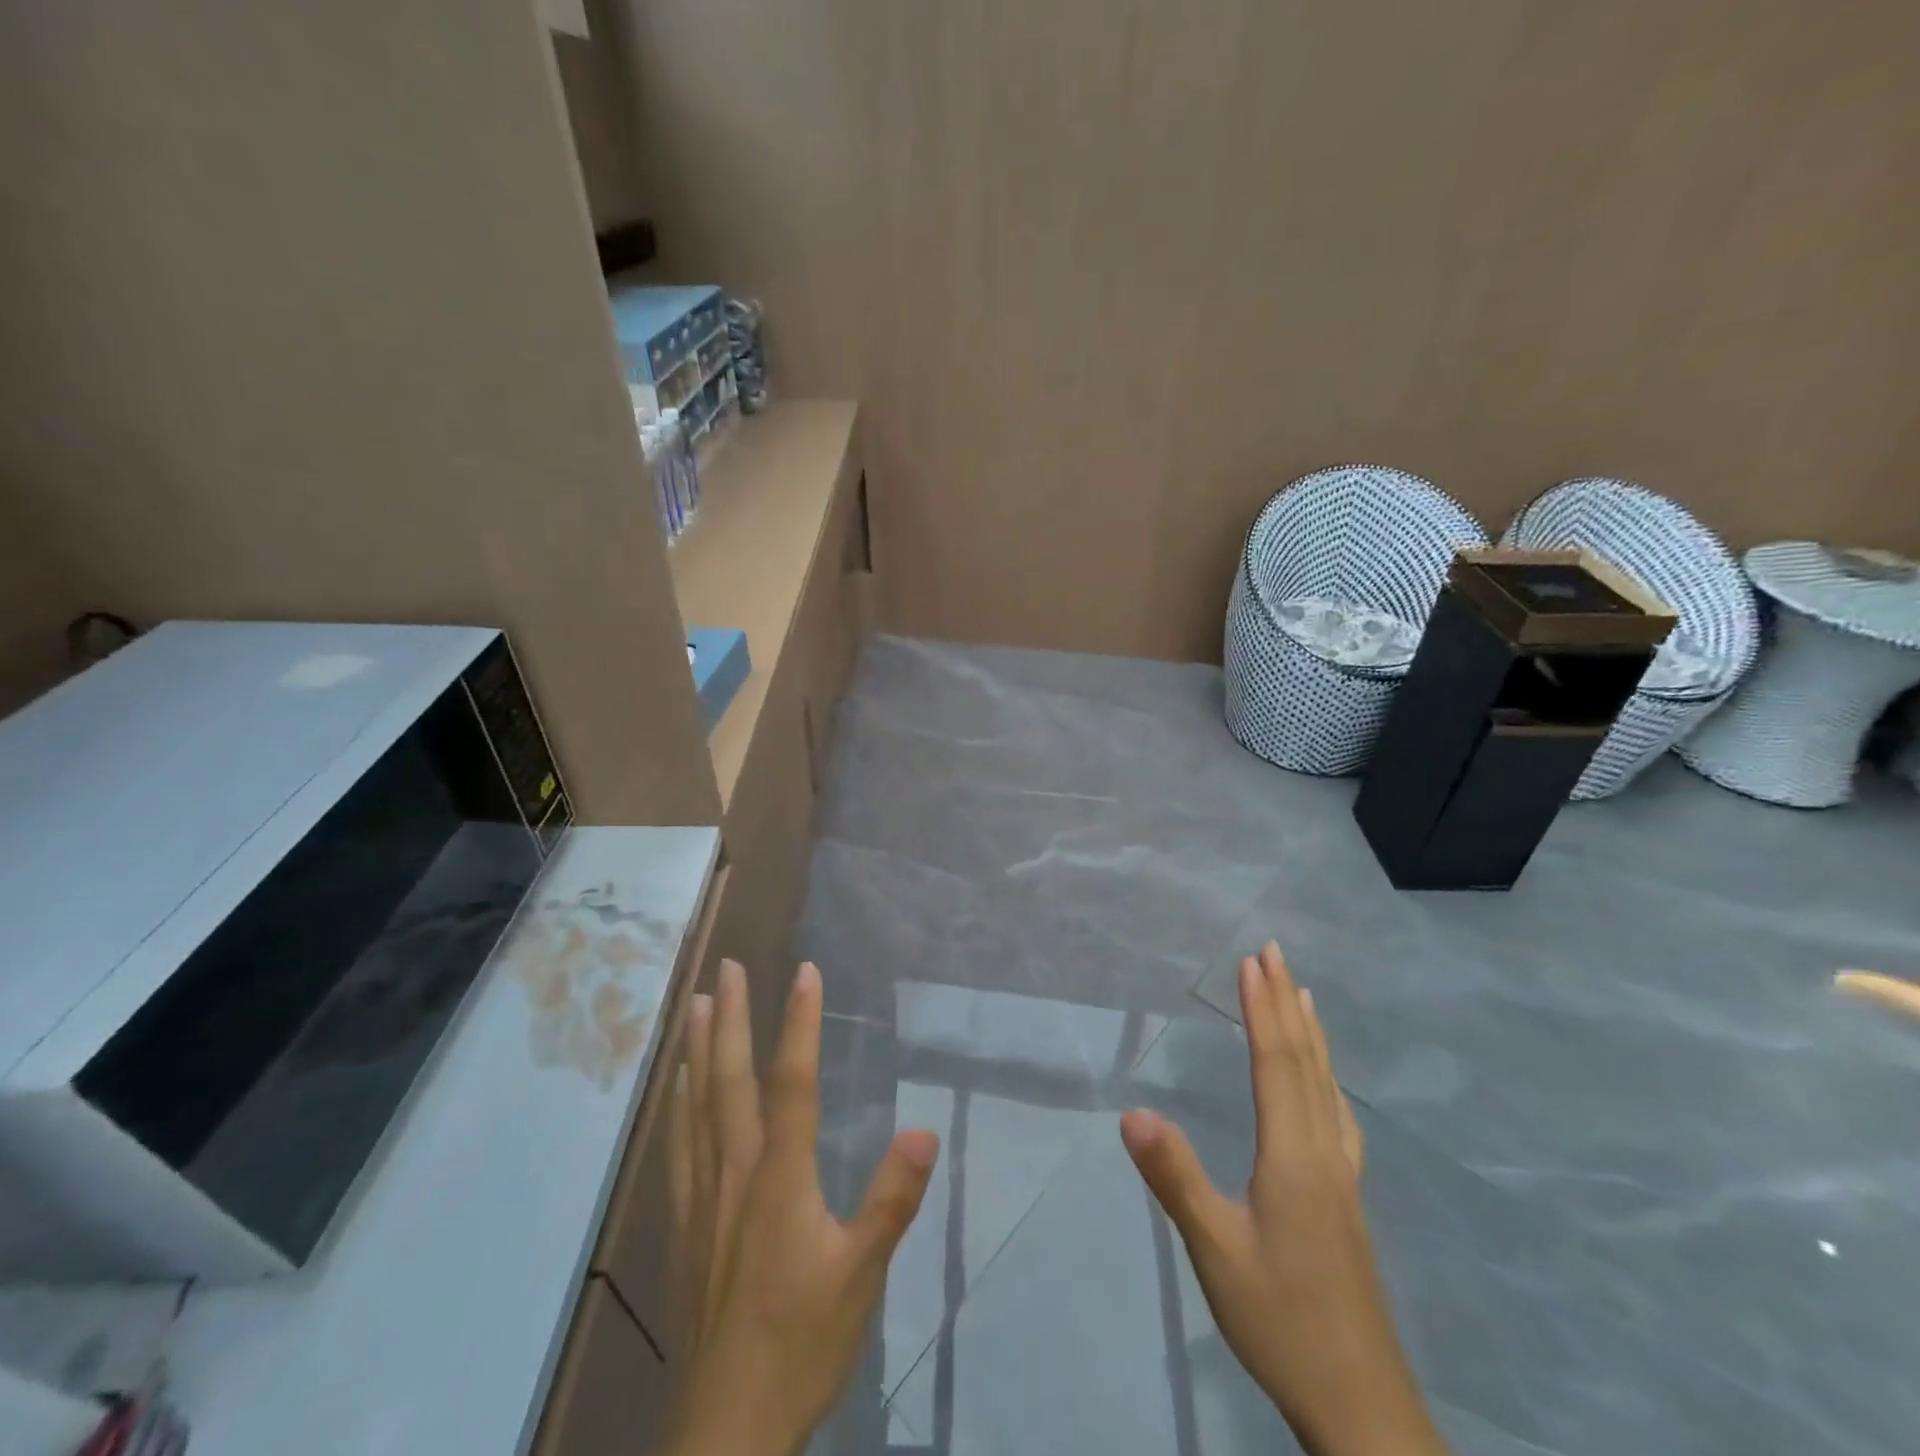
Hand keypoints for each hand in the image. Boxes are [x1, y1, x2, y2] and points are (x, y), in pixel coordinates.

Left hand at [659, 960, 940, 1455]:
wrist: (725, 1428)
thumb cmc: (802, 1344)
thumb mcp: (863, 1275)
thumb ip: (892, 1199)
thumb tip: (925, 1129)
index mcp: (780, 1178)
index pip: (793, 1082)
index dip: (800, 1023)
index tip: (805, 970)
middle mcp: (735, 1172)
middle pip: (730, 1081)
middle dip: (733, 1019)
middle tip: (728, 967)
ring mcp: (703, 1197)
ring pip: (695, 1106)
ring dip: (697, 1050)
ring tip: (697, 1005)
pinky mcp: (685, 1225)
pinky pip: (677, 1146)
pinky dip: (676, 1104)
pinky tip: (674, 1086)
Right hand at [1121, 943, 1445, 1455]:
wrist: (1361, 1405)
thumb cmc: (1280, 1320)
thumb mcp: (1215, 1250)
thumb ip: (1175, 1177)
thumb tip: (1132, 1111)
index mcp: (1292, 1156)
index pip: (1275, 1063)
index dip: (1261, 1008)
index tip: (1251, 961)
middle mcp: (1323, 1152)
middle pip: (1305, 1061)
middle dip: (1287, 1002)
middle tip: (1275, 952)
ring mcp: (1342, 1176)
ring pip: (1327, 1085)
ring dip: (1311, 1032)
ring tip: (1304, 994)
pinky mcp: (1347, 1199)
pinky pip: (1338, 1113)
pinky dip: (1328, 1076)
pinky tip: (1327, 1083)